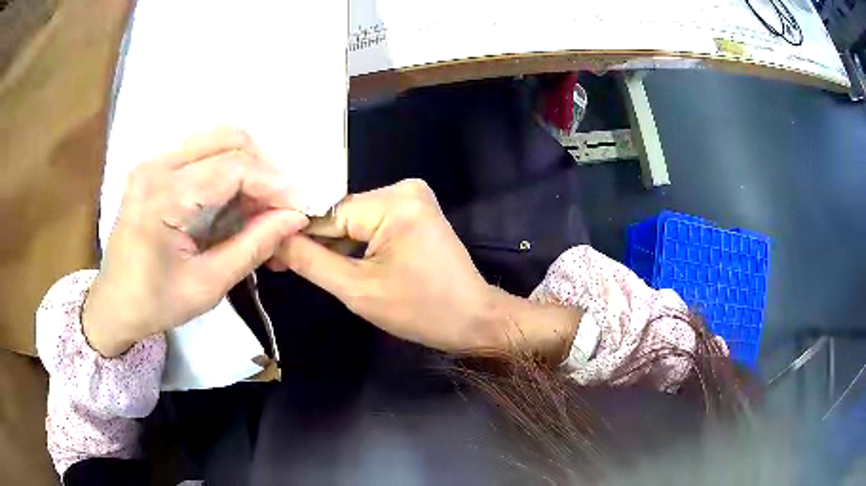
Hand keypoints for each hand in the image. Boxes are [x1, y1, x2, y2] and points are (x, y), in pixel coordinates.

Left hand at [83, 127, 308, 356]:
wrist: (113, 303)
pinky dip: (228, 169)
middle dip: (264, 167)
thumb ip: (252, 247)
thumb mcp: (207, 286)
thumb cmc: (155, 303)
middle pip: (227, 139)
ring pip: (217, 139)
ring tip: (260, 203)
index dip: (274, 183)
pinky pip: (203, 152)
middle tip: (280, 205)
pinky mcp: (155, 167)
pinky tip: (235, 199)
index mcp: (162, 197)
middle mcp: (156, 166)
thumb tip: (295, 218)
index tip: (300, 207)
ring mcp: (154, 162)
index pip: (232, 168)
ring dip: (248, 165)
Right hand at [276, 179, 579, 359]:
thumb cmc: (421, 311)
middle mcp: (403, 188)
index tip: (266, 250)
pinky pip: (370, 225)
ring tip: (300, 267)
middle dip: (314, 242)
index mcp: (394, 202)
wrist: (474, 319)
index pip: (326, 213)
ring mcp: (411, 198)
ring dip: (332, 246)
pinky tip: (334, 263)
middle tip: (278, 264)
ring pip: (353, 221)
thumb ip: (310, 261)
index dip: (294, 234)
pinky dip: (353, 245)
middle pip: (340, 215)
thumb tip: (273, 238)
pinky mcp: (413, 212)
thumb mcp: (357, 290)